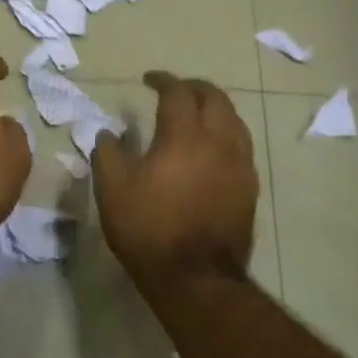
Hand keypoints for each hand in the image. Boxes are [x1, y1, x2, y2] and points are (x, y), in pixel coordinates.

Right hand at [93, 71, 259, 283]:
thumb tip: (108, 133)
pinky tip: (211, 147)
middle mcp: (218, 143)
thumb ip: (107, 153)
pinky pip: (241, 145)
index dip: (163, 80)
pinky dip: (225, 133)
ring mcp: (240, 165)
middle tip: (174, 89)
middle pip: (215, 98)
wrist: (195, 277)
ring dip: (214, 108)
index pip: (178, 92)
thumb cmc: (148, 228)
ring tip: (195, 113)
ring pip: (234, 120)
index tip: (148, 79)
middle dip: (194, 87)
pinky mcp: (249, 188)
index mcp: (184, 136)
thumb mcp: (112, 188)